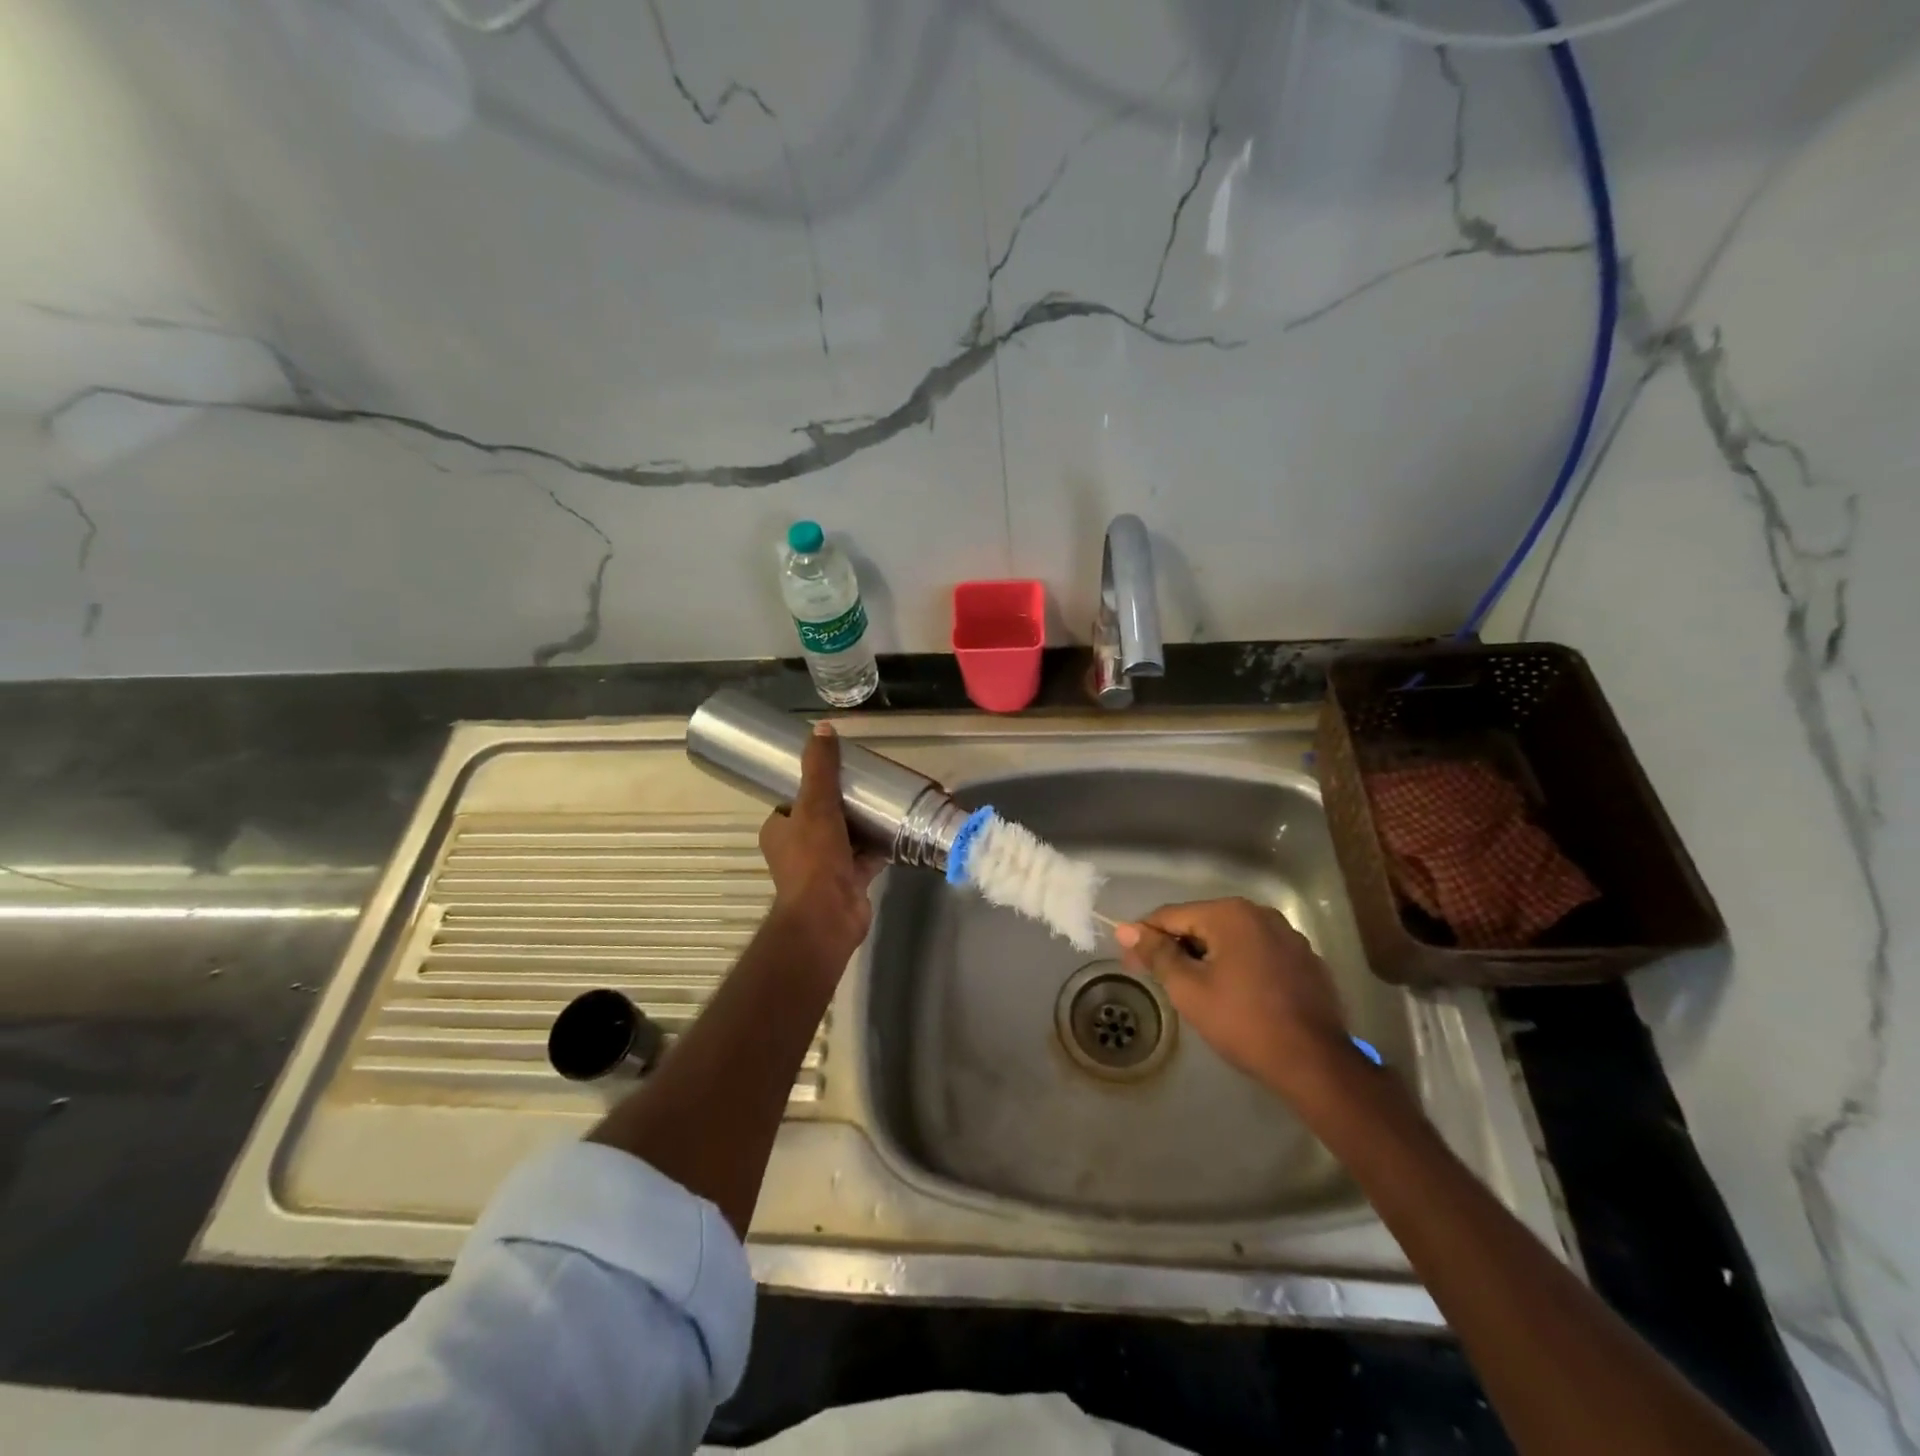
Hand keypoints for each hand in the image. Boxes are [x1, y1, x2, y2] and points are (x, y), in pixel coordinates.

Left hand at [758, 722, 883, 971]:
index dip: (814, 783)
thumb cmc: (814, 859)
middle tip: (870, 783)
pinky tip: (900, 829)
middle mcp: (798, 848)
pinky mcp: (849, 880)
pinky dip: (880, 845)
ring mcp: (824, 867)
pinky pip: (867, 856)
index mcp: (780, 829)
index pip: (794, 799)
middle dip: (846, 802)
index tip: (840, 769)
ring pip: (847, 836)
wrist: (828, 916)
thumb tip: (822, 728)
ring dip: (864, 823)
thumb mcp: (815, 805)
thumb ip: (820, 769)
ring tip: (888, 800)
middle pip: (824, 816)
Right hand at [1115, 897, 1355, 1099]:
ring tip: (1195, 988)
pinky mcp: (1306, 960)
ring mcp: (1288, 936)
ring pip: (1232, 938)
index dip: (1144, 936)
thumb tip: (1126, 929)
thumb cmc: (1243, 1022)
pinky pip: (1259, 953)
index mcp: (1230, 914)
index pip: (1171, 915)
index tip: (1128, 960)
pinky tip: (1235, 994)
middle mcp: (1260, 914)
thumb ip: (1157, 953)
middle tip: (1159, 979)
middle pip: (1203, 923)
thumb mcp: (1188, 988)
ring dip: (1208, 956)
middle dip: (1177, 947)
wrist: (1314, 1063)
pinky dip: (1239, 966)